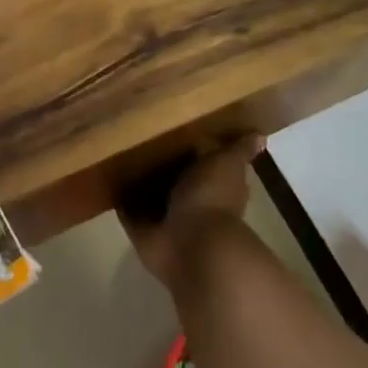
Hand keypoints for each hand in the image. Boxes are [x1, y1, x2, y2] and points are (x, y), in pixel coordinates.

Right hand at [120, 135, 263, 286]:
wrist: (192, 244)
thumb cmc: (211, 198)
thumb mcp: (227, 164)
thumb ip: (238, 150)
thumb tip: (261, 136)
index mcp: (214, 184)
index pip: (203, 161)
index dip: (192, 146)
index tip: (173, 124)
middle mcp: (191, 201)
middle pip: (174, 178)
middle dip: (159, 163)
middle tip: (136, 134)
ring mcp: (166, 217)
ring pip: (149, 194)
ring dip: (137, 181)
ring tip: (116, 153)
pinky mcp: (142, 228)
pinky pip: (128, 210)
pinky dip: (120, 199)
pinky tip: (107, 177)